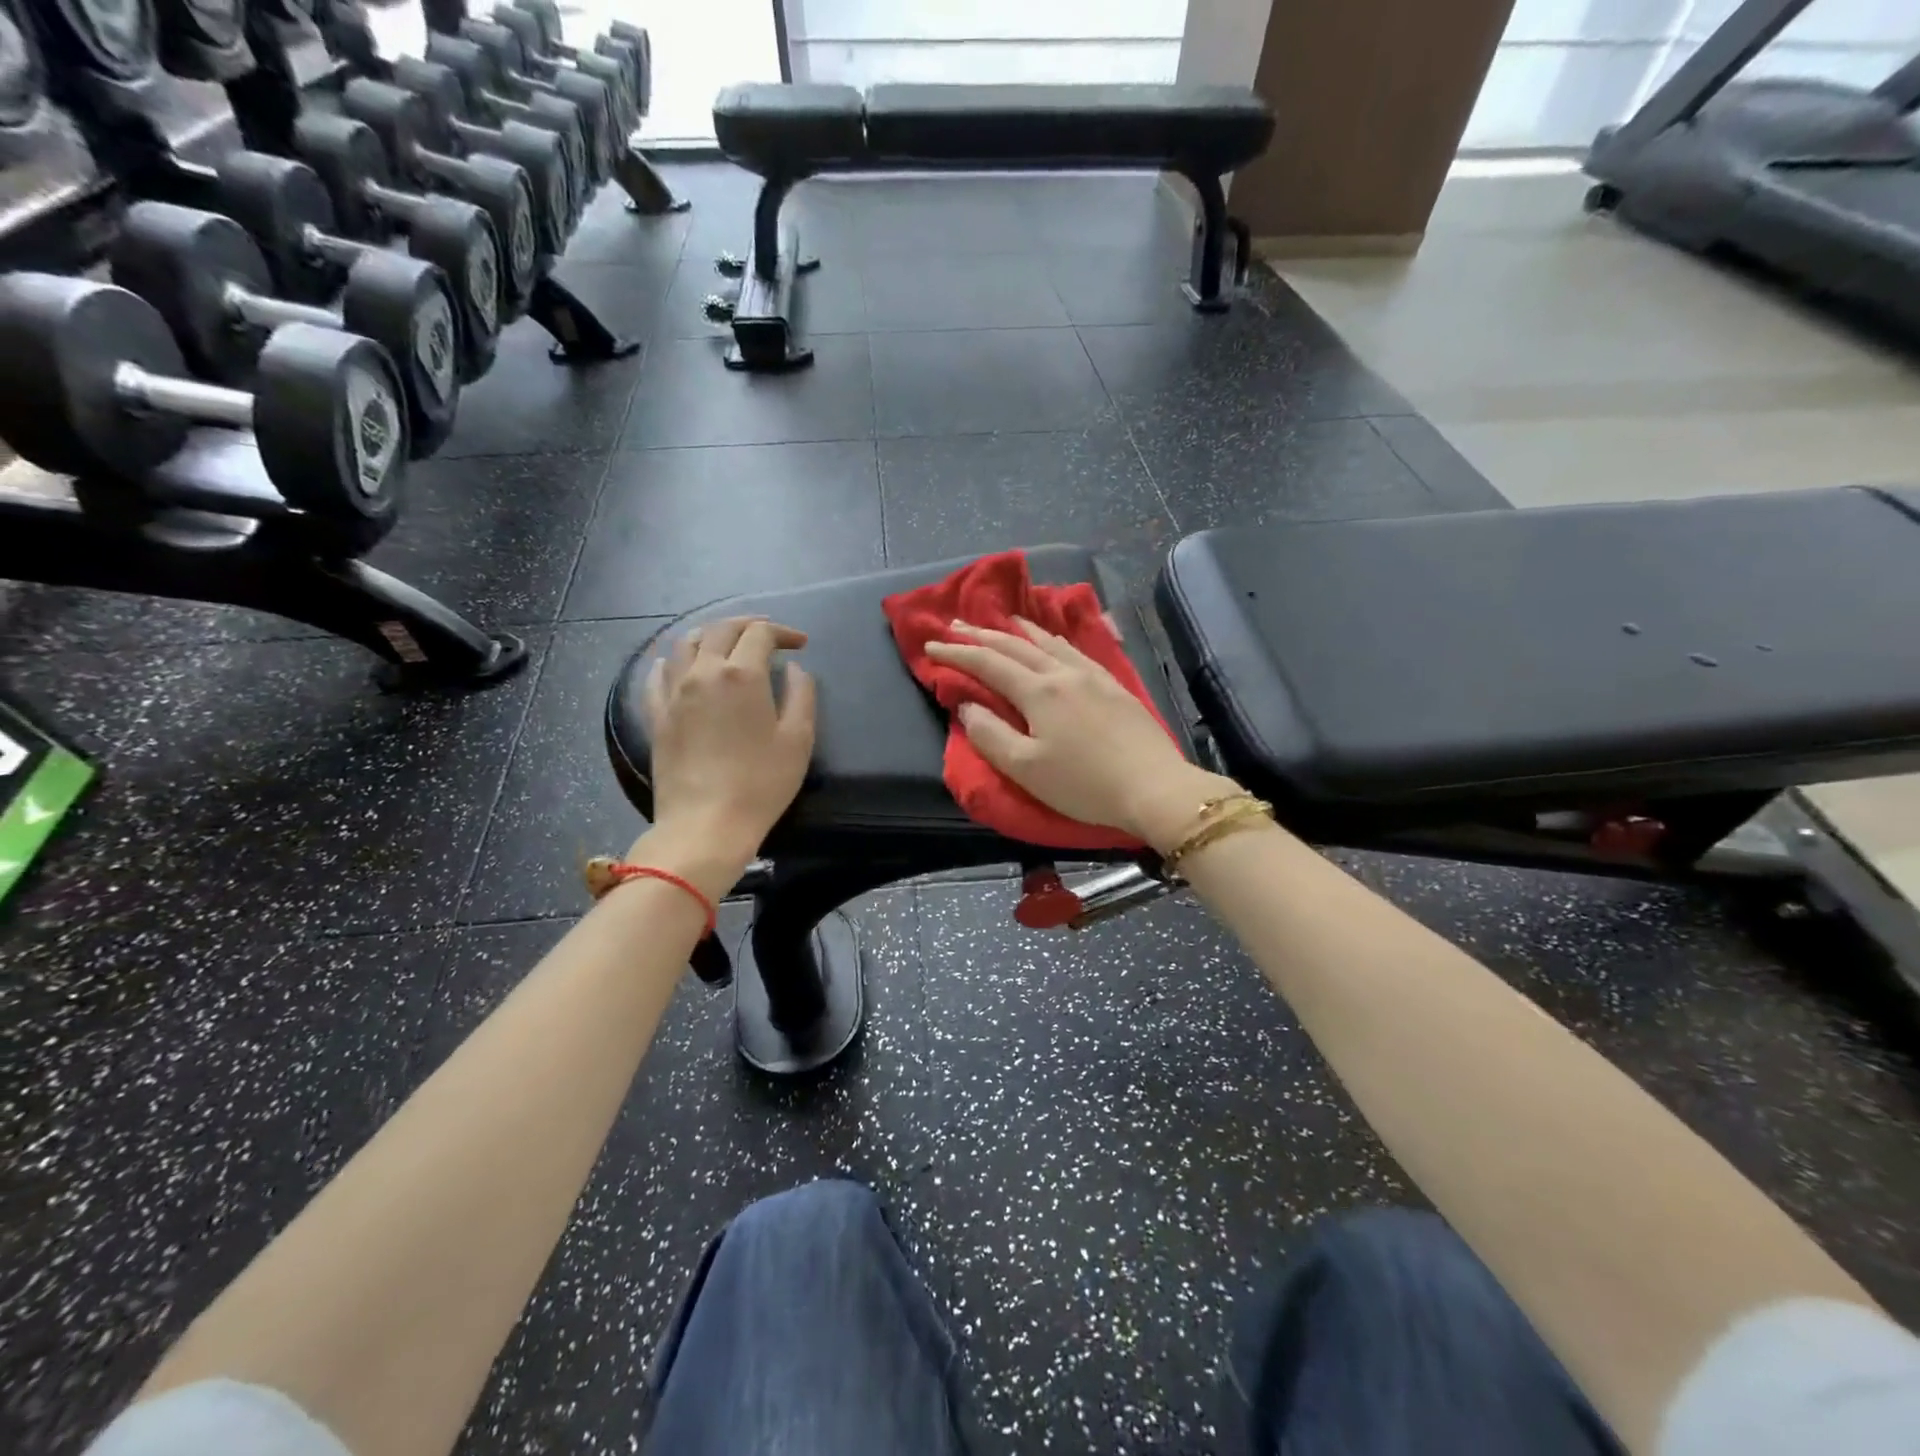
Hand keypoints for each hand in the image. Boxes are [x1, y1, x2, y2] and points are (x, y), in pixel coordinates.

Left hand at [637, 618, 815, 884]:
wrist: (705, 824)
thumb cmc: (761, 784)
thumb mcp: (798, 739)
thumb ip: (801, 695)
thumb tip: (793, 669)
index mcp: (742, 675)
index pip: (760, 634)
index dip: (782, 632)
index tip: (800, 644)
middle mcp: (703, 672)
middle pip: (721, 630)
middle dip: (748, 624)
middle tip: (768, 634)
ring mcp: (674, 692)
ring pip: (685, 644)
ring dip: (710, 634)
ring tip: (726, 642)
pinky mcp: (657, 715)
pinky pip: (658, 674)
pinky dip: (673, 660)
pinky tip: (678, 664)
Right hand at [924, 618, 1234, 850]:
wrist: (1154, 787)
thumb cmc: (1084, 784)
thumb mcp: (1026, 769)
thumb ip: (990, 735)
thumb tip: (968, 706)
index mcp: (1038, 692)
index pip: (988, 664)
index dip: (956, 654)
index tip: (931, 647)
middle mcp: (1063, 673)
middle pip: (1015, 646)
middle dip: (981, 635)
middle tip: (955, 626)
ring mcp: (1092, 675)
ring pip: (1048, 641)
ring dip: (1019, 630)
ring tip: (1003, 621)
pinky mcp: (1113, 685)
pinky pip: (1075, 649)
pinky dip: (1053, 639)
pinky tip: (1054, 641)